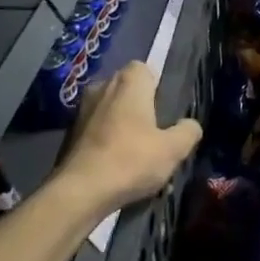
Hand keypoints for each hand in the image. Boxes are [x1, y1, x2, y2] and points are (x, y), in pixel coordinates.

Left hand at [58, 62, 201, 209]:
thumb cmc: (131, 161)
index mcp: (128, 84)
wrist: (79, 191)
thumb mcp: (173, 150)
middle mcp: (102, 88)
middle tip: (155, 130)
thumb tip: (190, 125)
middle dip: (139, 105)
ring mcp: (81, 111)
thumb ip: (188, 132)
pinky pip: (95, 129)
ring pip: (109, 110)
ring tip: (136, 152)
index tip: (164, 108)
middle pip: (125, 88)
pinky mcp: (69, 134)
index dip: (155, 85)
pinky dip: (105, 140)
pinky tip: (116, 165)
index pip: (143, 68)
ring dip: (121, 124)